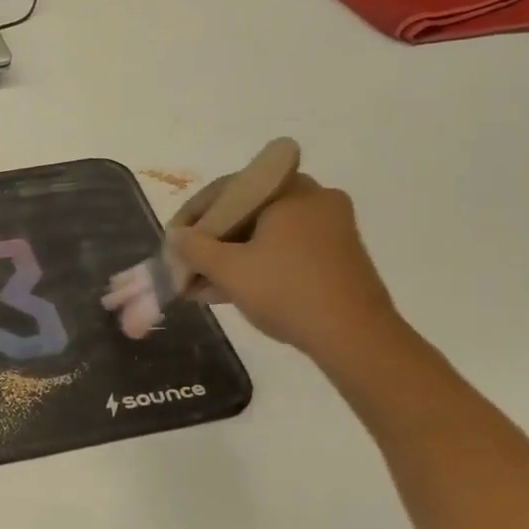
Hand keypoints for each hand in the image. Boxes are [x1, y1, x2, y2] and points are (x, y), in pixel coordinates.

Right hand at [170, 173, 400, 366]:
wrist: (355, 338)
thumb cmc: (287, 291)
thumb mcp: (230, 270)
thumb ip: (195, 248)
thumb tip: (175, 235)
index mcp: (291, 190)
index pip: (229, 189)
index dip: (194, 215)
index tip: (173, 240)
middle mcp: (315, 199)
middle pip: (247, 212)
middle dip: (212, 241)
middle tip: (186, 263)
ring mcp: (330, 229)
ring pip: (265, 235)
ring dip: (230, 257)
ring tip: (199, 286)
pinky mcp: (336, 257)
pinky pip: (284, 251)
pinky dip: (256, 266)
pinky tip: (227, 292)